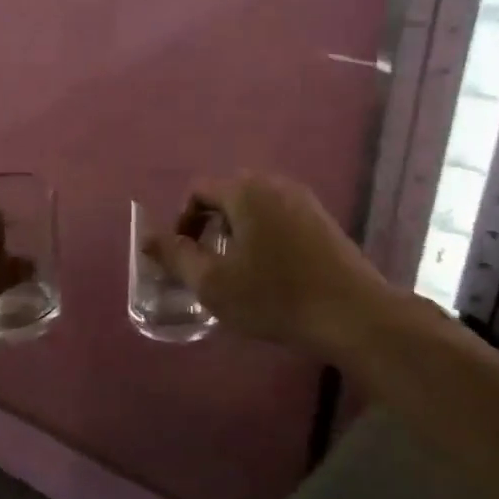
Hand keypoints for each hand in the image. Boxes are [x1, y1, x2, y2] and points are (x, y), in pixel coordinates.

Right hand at [146, 171, 394, 357]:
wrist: (353, 314)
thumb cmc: (275, 296)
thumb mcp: (213, 282)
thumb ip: (175, 256)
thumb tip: (145, 237)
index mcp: (245, 191)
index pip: (199, 191)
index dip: (182, 222)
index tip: (183, 258)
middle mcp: (275, 184)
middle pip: (227, 195)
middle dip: (209, 227)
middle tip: (206, 265)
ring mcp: (304, 201)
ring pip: (255, 208)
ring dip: (237, 233)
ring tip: (236, 272)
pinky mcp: (323, 221)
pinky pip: (279, 219)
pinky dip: (263, 237)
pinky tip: (270, 274)